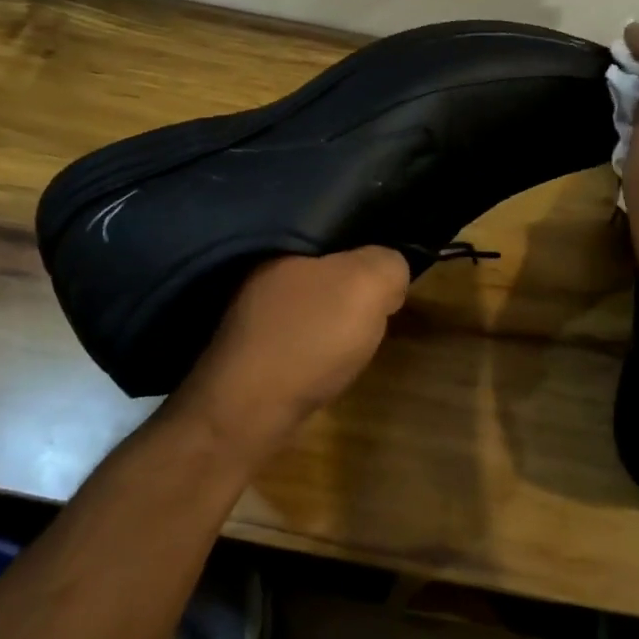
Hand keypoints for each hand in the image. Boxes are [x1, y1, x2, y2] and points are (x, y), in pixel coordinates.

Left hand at [176, 247, 410, 453]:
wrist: (248, 411)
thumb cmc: (309, 337)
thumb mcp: (368, 285)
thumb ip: (389, 264)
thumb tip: (390, 273)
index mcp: (283, 244)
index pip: (335, 227)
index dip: (369, 246)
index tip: (390, 270)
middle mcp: (260, 272)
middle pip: (324, 266)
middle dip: (354, 282)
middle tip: (381, 304)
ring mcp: (250, 314)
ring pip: (311, 302)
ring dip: (335, 316)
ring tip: (358, 335)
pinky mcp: (250, 350)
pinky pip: (297, 332)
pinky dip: (316, 343)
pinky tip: (328, 360)